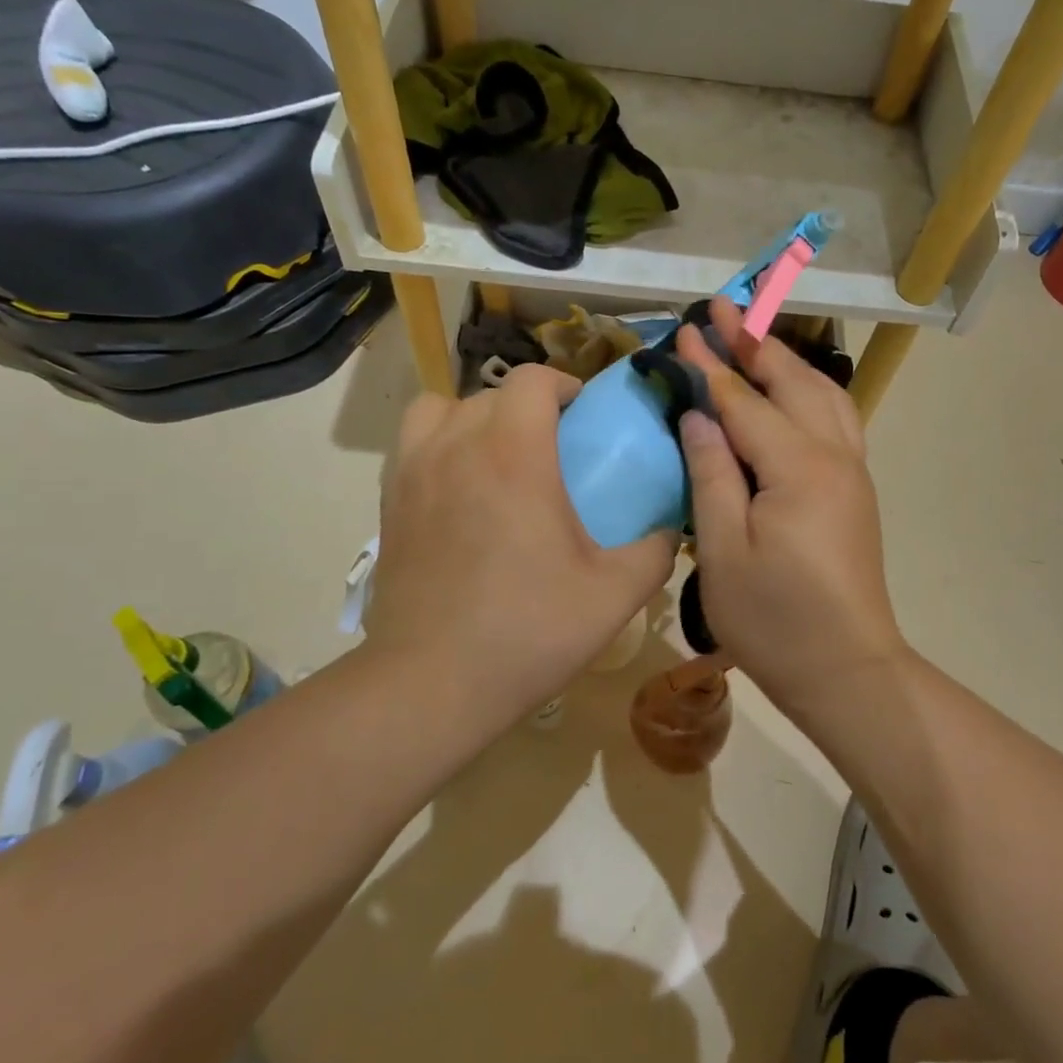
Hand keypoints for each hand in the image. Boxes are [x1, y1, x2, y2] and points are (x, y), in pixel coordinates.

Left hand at [367, 365, 675, 726]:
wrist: (433, 682)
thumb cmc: (529, 630)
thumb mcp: (614, 594)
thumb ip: (656, 550)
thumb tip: (673, 528)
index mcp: (513, 453)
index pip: (532, 379)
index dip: (563, 384)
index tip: (583, 414)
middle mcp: (457, 445)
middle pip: (491, 394)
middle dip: (527, 406)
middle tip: (552, 447)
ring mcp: (414, 471)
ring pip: (441, 409)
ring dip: (474, 417)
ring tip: (497, 458)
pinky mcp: (389, 502)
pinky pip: (413, 445)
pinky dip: (439, 445)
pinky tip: (461, 492)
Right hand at [675, 300, 907, 708]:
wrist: (846, 669)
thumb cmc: (775, 621)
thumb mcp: (723, 553)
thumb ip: (710, 475)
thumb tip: (697, 415)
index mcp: (797, 469)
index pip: (744, 402)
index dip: (710, 366)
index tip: (683, 331)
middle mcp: (833, 456)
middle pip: (791, 383)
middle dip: (754, 343)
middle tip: (722, 309)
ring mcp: (852, 471)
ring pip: (823, 395)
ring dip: (786, 362)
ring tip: (753, 339)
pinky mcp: (855, 490)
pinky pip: (835, 419)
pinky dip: (809, 391)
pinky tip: (792, 393)